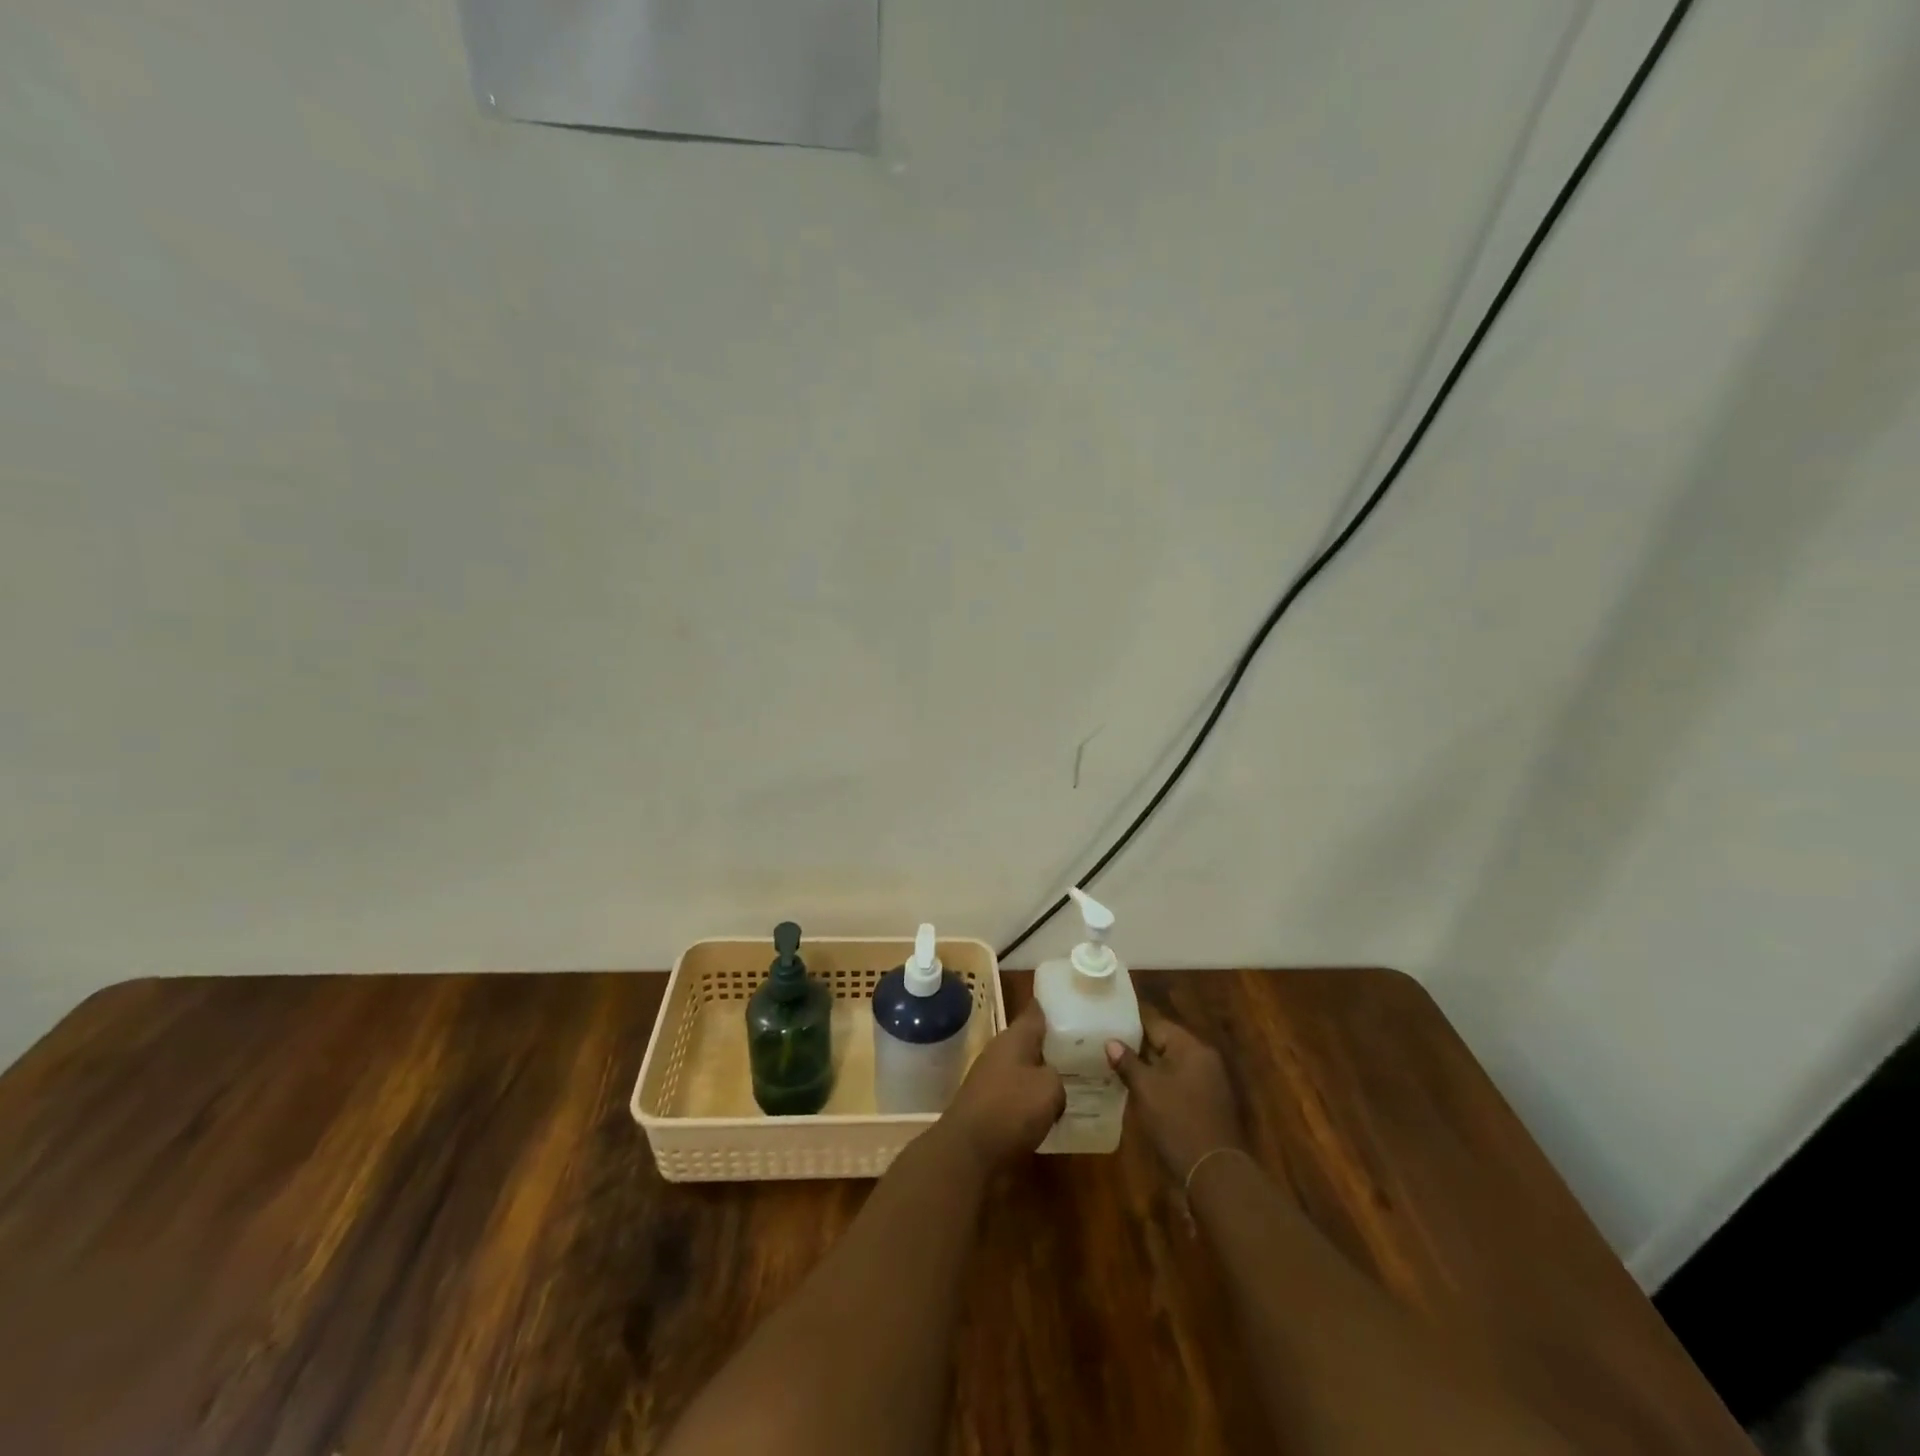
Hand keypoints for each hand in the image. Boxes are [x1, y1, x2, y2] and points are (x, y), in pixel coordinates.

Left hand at [937, 1000, 1064, 1173]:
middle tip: (1083, 1050)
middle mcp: (1000, 1053)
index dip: (1051, 1007)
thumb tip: (1052, 1082)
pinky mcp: (988, 1108)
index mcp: (1013, 1038)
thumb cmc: (1010, 1109)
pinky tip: (1051, 1114)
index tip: (1070, 1003)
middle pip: (1030, 1042)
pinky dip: (1032, 1102)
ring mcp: (991, 1080)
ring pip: (1024, 1070)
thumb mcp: (1049, 1088)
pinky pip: (1017, 1097)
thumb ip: (1057, 1077)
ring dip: (1042, 1076)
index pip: (1034, 1012)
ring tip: (1073, 1083)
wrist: (968, 1153)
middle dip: (1052, 1046)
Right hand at [1107, 1007, 1244, 1182]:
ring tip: (1117, 1068)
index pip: (1156, 1023)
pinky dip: (1161, 1084)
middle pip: (1165, 1043)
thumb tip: (1111, 1042)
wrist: (1214, 1173)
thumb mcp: (1146, 1090)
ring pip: (1171, 1065)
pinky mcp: (1208, 1104)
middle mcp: (1204, 1059)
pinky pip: (1179, 1083)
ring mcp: (1209, 1082)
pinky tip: (1139, 1092)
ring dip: (1148, 1067)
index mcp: (1191, 1048)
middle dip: (1138, 1047)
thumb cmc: (1177, 1122)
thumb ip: (1128, 1062)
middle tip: (1107, 1047)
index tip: (1107, 1024)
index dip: (1130, 1024)